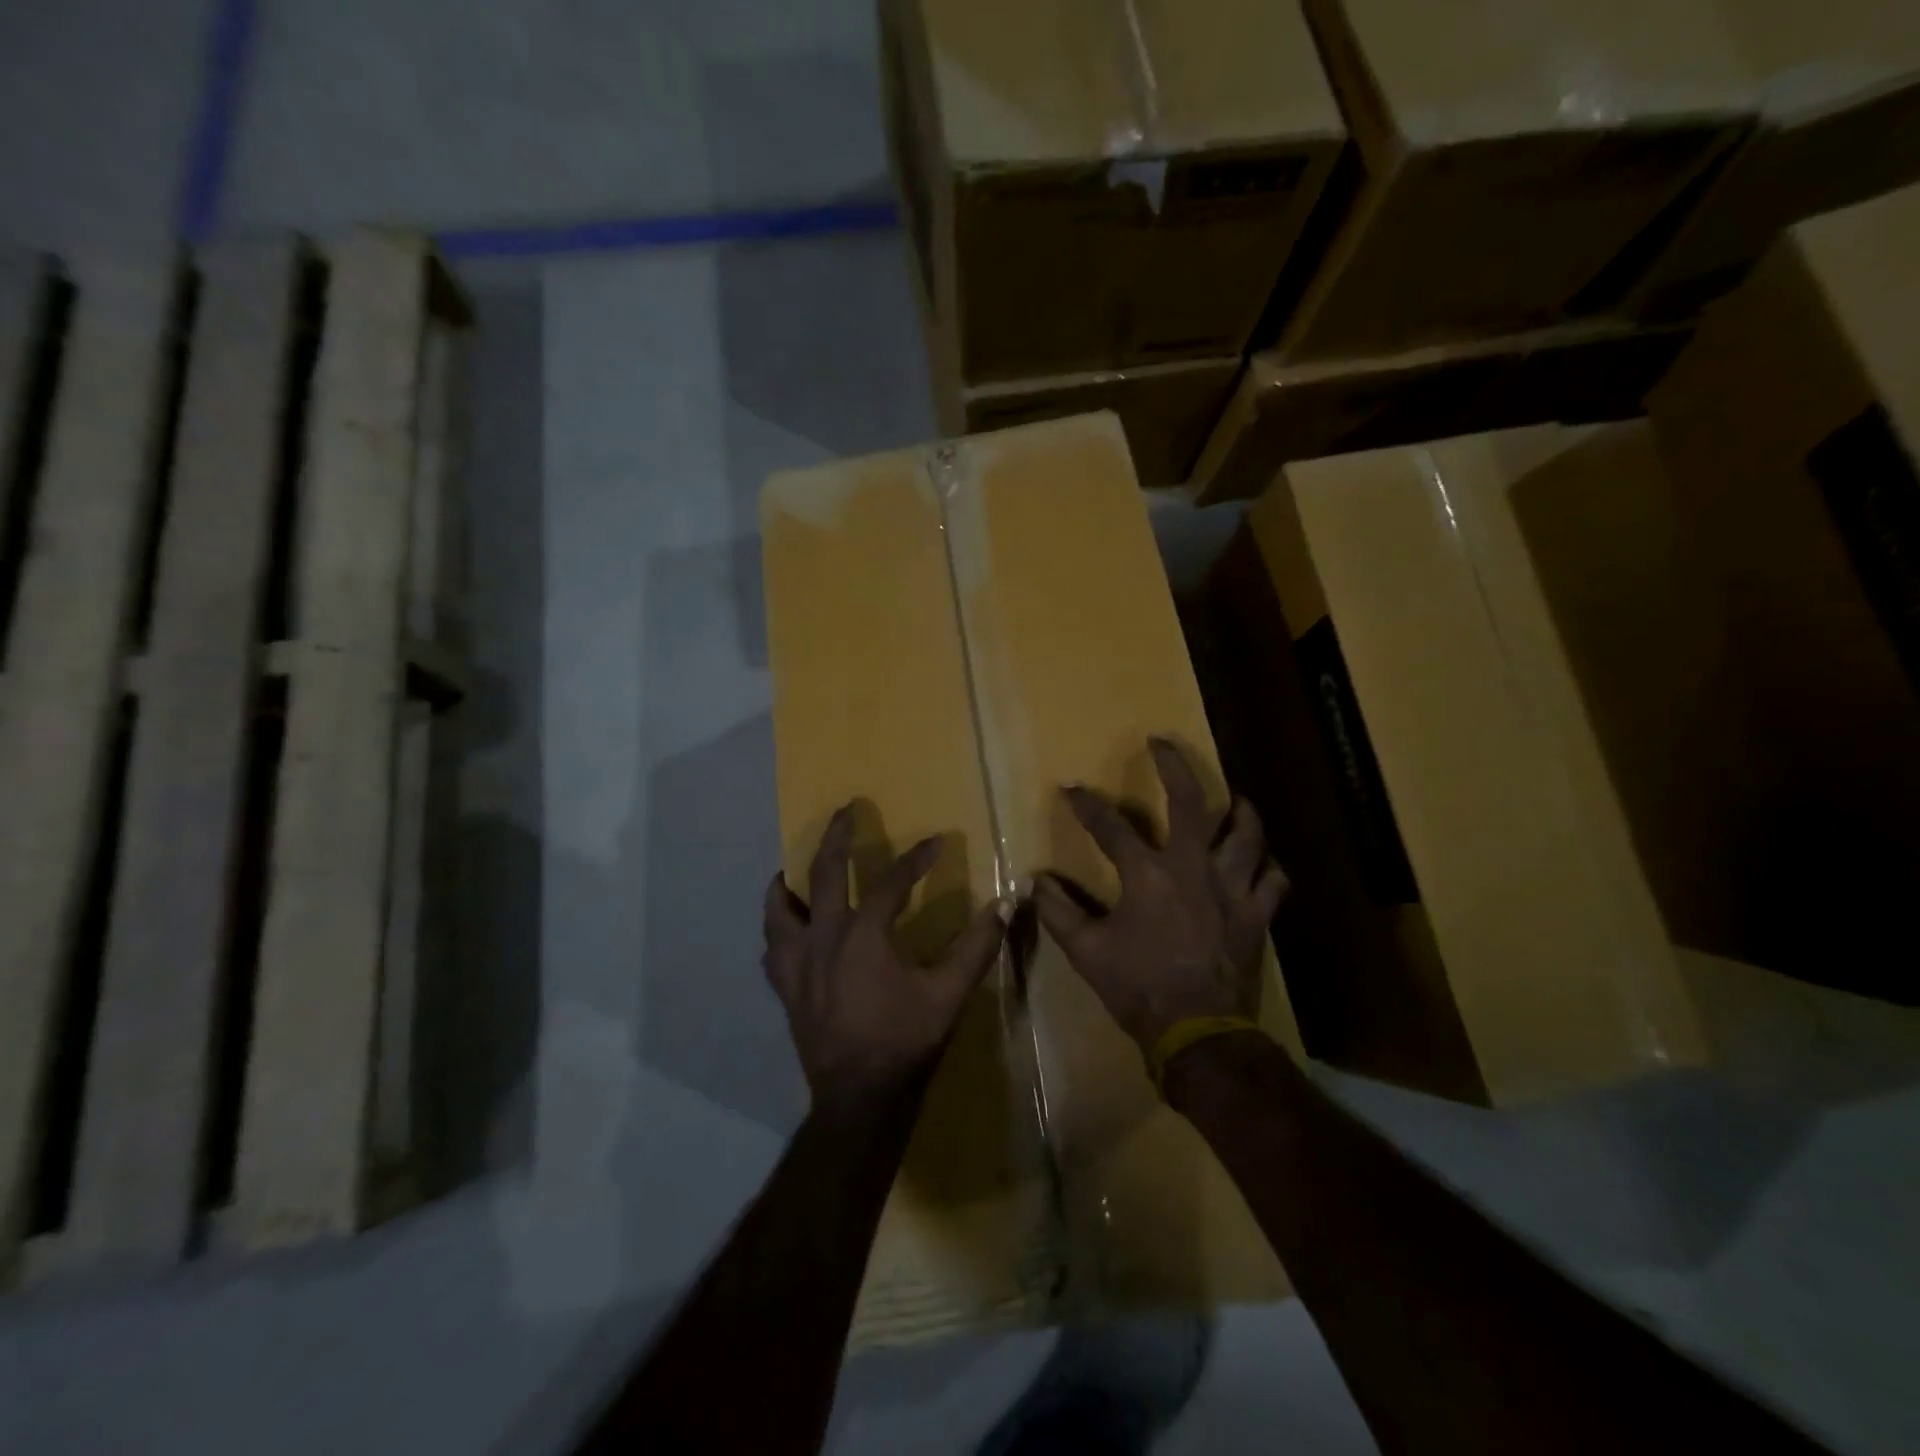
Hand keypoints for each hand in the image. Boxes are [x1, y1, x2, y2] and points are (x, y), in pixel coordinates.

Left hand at [764, 805, 1008, 1114]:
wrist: (860, 1096)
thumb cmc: (905, 1040)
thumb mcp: (949, 993)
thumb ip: (977, 946)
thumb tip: (1004, 905)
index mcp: (864, 934)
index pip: (891, 882)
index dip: (916, 859)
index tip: (935, 841)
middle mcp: (823, 937)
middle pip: (823, 873)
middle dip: (836, 837)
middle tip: (844, 810)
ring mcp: (798, 963)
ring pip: (779, 911)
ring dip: (786, 885)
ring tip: (788, 871)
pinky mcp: (786, 988)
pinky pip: (773, 950)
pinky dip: (778, 932)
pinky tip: (786, 932)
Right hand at [1034, 738, 1288, 1054]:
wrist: (1196, 1032)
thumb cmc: (1137, 987)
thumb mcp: (1086, 951)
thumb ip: (1058, 912)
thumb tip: (1034, 882)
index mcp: (1149, 875)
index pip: (1110, 827)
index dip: (1086, 805)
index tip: (1070, 788)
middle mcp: (1194, 869)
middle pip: (1191, 803)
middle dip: (1175, 766)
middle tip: (1163, 742)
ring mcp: (1232, 890)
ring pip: (1247, 836)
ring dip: (1241, 811)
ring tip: (1236, 797)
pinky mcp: (1256, 916)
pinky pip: (1273, 882)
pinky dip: (1268, 869)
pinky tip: (1263, 864)